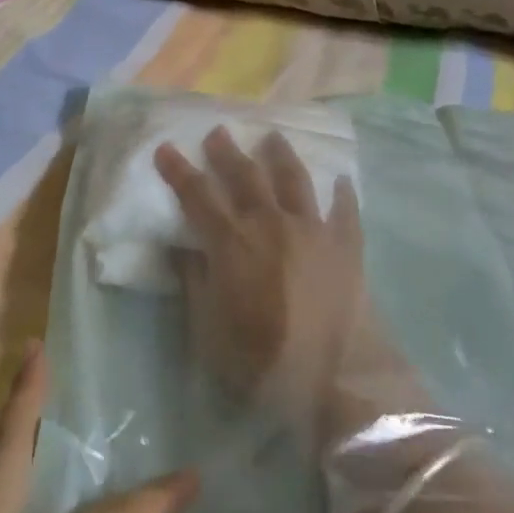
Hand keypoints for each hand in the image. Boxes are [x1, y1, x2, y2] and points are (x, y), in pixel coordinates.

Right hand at [154, 128, 368, 434]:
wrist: (338, 380)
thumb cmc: (262, 363)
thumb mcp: (208, 332)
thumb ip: (194, 284)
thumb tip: (181, 248)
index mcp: (232, 243)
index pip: (197, 195)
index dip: (179, 171)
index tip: (166, 149)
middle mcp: (271, 224)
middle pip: (245, 176)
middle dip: (227, 152)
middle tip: (218, 132)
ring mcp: (313, 230)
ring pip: (294, 180)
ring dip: (280, 155)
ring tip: (272, 138)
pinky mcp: (347, 246)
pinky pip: (344, 210)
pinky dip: (342, 193)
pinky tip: (341, 180)